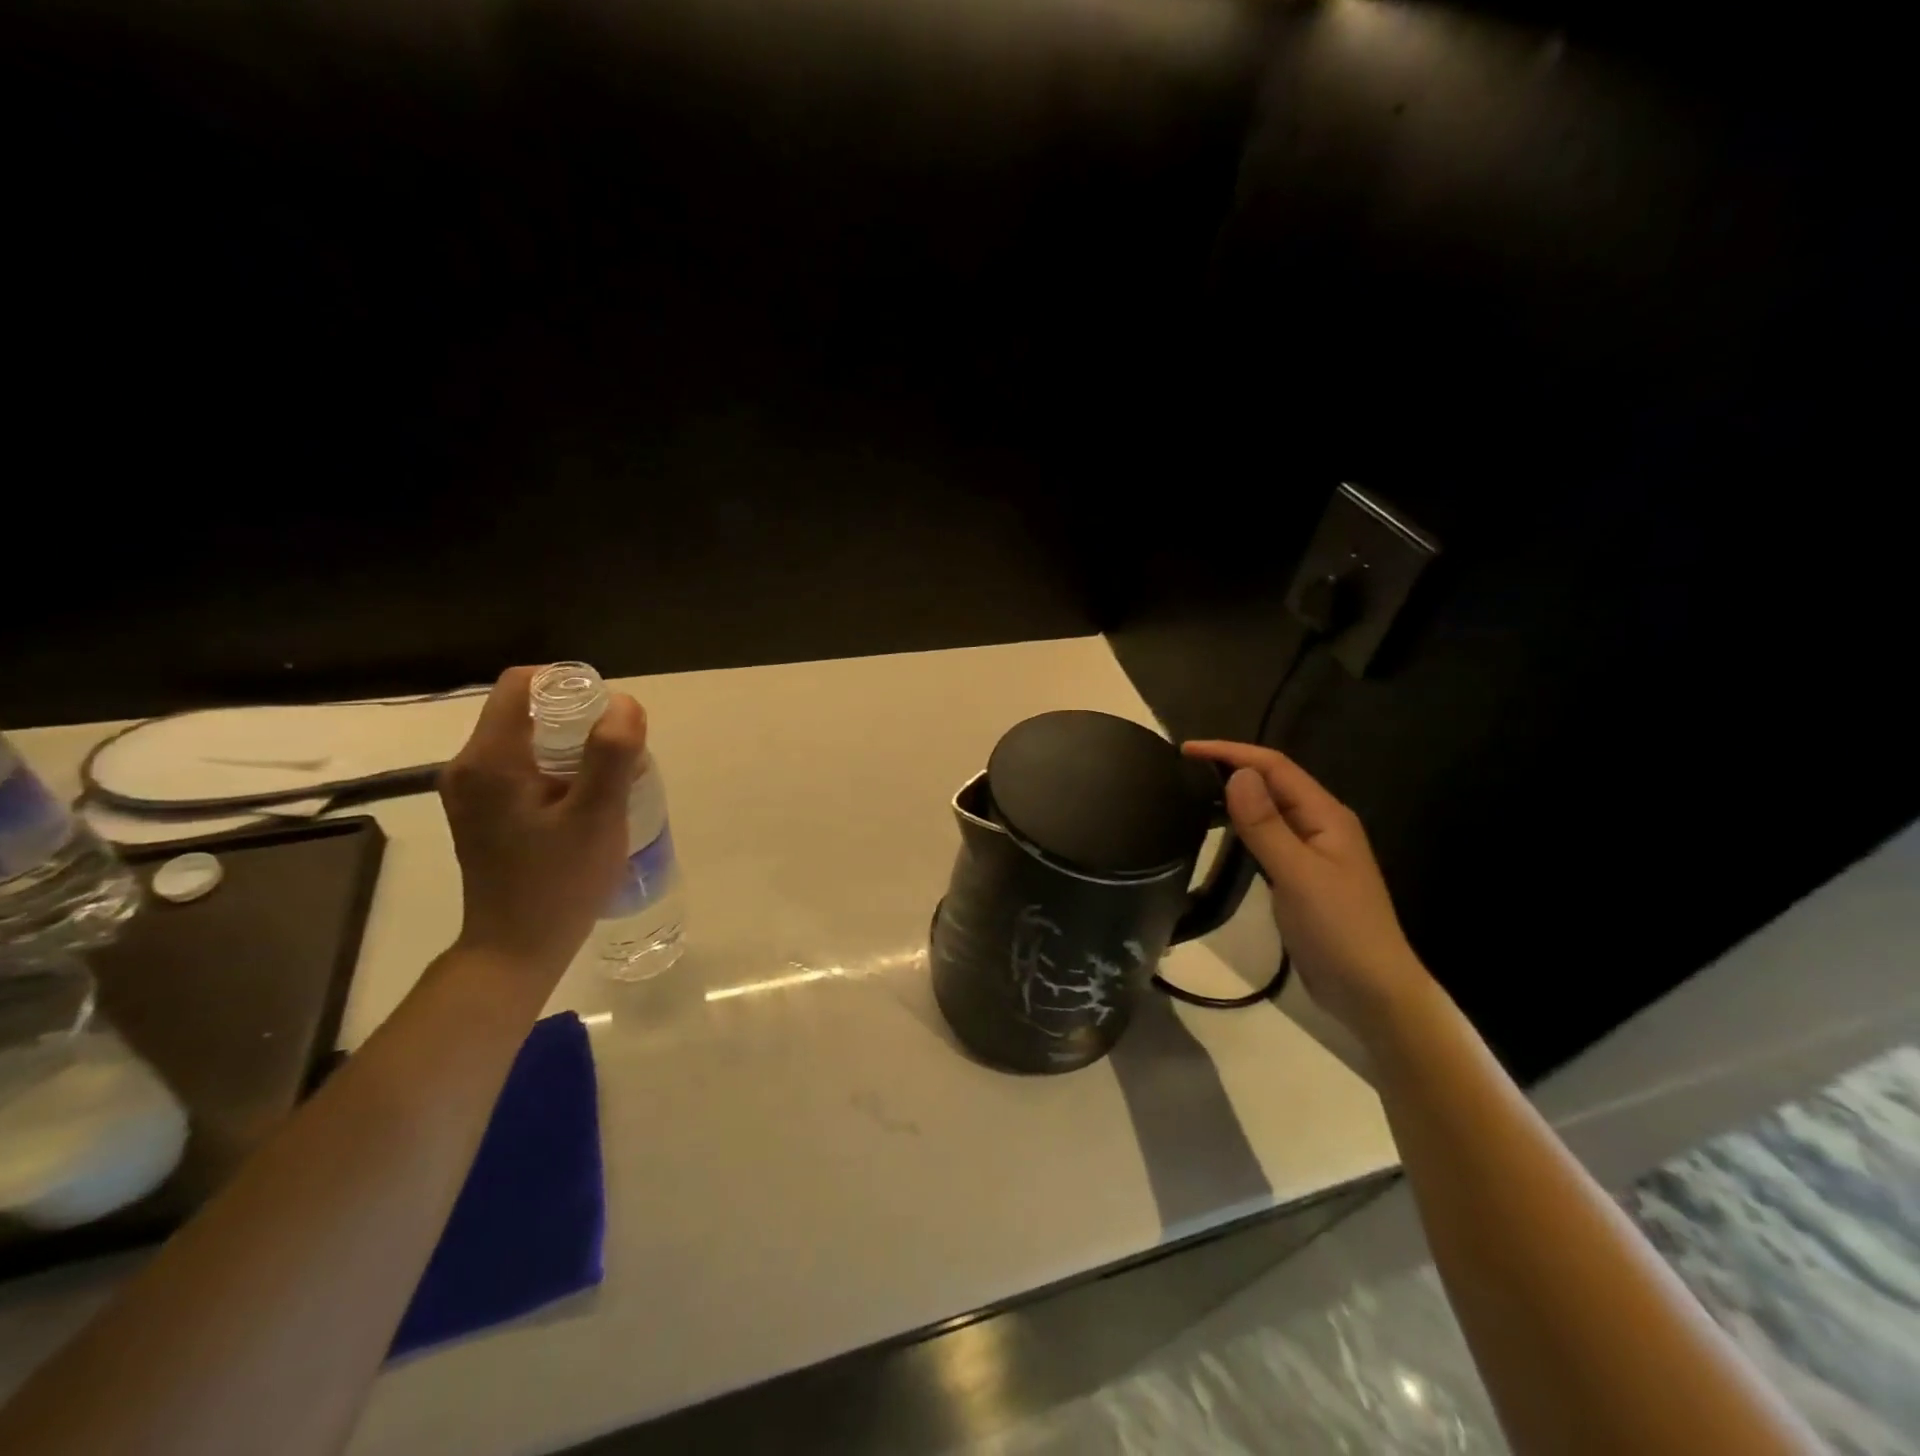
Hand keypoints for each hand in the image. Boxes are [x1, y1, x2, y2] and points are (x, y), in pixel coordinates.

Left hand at [439, 667, 645, 982]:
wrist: (516, 949)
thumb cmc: (558, 882)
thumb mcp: (596, 816)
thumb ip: (611, 755)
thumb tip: (625, 703)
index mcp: (489, 759)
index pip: (521, 685)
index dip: (569, 682)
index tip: (611, 711)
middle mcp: (469, 767)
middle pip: (525, 711)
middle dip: (579, 719)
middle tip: (622, 752)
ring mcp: (472, 792)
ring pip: (527, 740)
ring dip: (572, 746)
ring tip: (613, 778)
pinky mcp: (482, 812)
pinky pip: (522, 767)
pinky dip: (558, 769)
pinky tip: (587, 800)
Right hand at [1183, 740, 1434, 1043]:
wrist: (1372, 993)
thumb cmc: (1340, 930)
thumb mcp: (1299, 875)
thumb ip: (1266, 825)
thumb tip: (1237, 774)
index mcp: (1326, 816)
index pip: (1275, 767)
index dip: (1231, 753)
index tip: (1186, 751)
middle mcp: (1320, 825)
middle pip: (1273, 783)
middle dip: (1231, 767)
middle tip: (1182, 771)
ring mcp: (1311, 852)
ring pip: (1268, 810)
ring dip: (1234, 796)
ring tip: (1191, 793)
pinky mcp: (1299, 876)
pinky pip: (1266, 837)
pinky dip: (1240, 826)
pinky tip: (1219, 833)